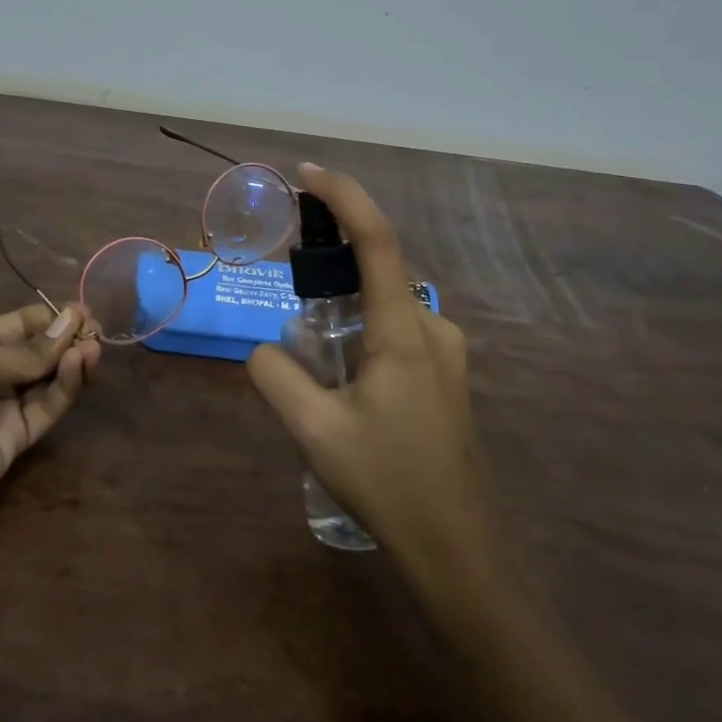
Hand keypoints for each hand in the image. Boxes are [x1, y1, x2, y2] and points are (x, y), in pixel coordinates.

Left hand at [0, 304, 99, 531]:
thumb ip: (29, 350)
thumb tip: (73, 322)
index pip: (23, 325)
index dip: (52, 317)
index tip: (82, 310)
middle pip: (42, 352)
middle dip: (68, 338)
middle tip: (94, 329)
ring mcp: (8, 406)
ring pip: (50, 379)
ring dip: (72, 361)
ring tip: (91, 346)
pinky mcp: (19, 438)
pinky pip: (48, 406)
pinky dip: (66, 386)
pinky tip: (77, 365)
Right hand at [246, 164, 483, 569]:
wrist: (455, 547)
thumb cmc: (386, 483)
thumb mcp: (313, 430)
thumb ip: (276, 375)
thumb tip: (265, 349)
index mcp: (403, 330)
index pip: (376, 239)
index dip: (343, 196)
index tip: (307, 174)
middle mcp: (432, 327)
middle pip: (380, 263)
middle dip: (333, 252)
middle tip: (288, 273)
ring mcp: (446, 351)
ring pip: (386, 299)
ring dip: (345, 296)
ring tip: (308, 337)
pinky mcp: (446, 373)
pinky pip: (397, 325)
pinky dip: (362, 321)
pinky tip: (340, 368)